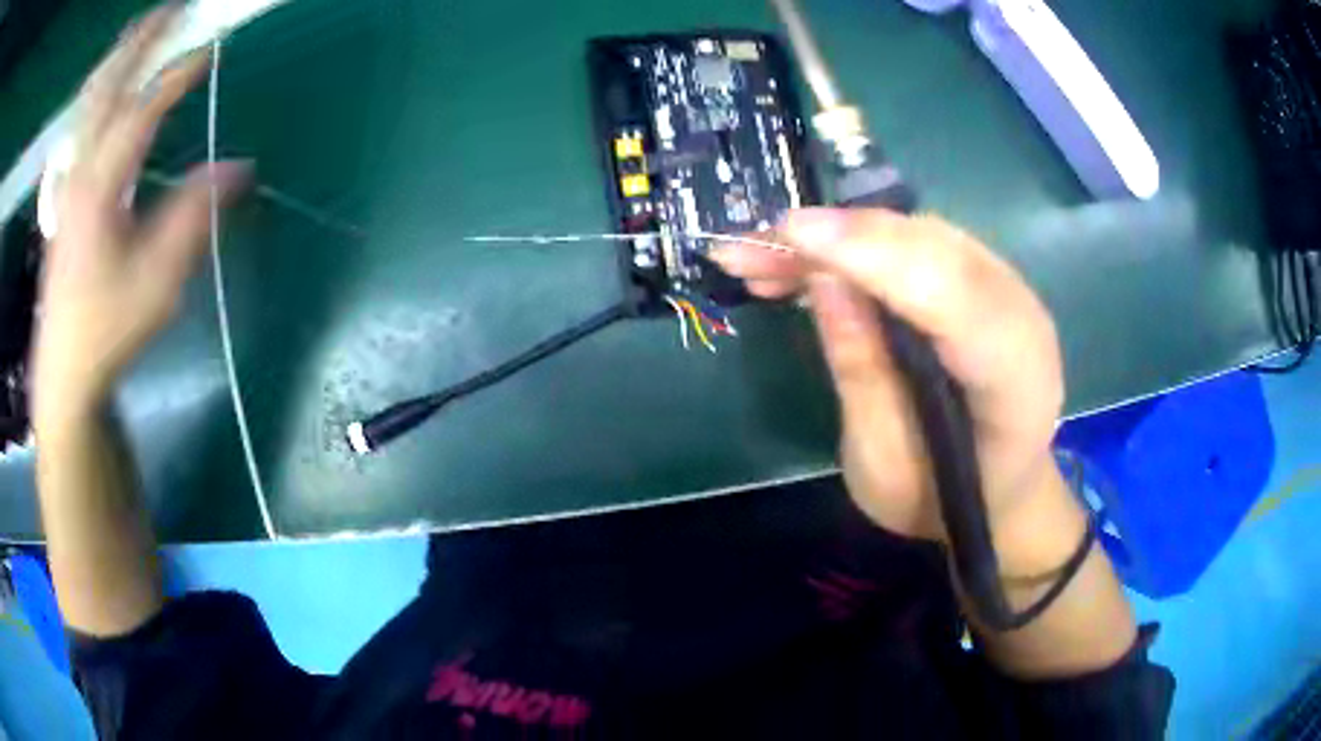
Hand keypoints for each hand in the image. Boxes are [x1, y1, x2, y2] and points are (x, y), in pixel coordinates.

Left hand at [33, 7, 249, 426]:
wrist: (63, 372)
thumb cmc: (107, 330)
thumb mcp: (157, 284)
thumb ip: (193, 218)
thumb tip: (239, 168)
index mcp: (99, 189)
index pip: (141, 110)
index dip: (177, 74)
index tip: (211, 47)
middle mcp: (80, 172)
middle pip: (108, 86)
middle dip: (141, 41)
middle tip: (173, 7)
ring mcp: (68, 182)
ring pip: (90, 102)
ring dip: (118, 59)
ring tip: (144, 32)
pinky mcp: (65, 196)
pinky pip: (82, 126)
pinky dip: (99, 92)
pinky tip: (109, 88)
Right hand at [713, 209, 1072, 572]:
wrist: (995, 491)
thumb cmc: (939, 497)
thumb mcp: (885, 466)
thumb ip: (863, 374)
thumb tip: (824, 279)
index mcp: (1015, 381)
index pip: (956, 297)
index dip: (876, 257)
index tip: (793, 233)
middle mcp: (1023, 317)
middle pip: (934, 248)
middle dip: (840, 237)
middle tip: (751, 247)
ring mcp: (1006, 288)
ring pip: (919, 233)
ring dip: (840, 235)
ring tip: (762, 255)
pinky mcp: (980, 277)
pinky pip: (917, 241)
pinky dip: (858, 241)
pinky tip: (806, 257)